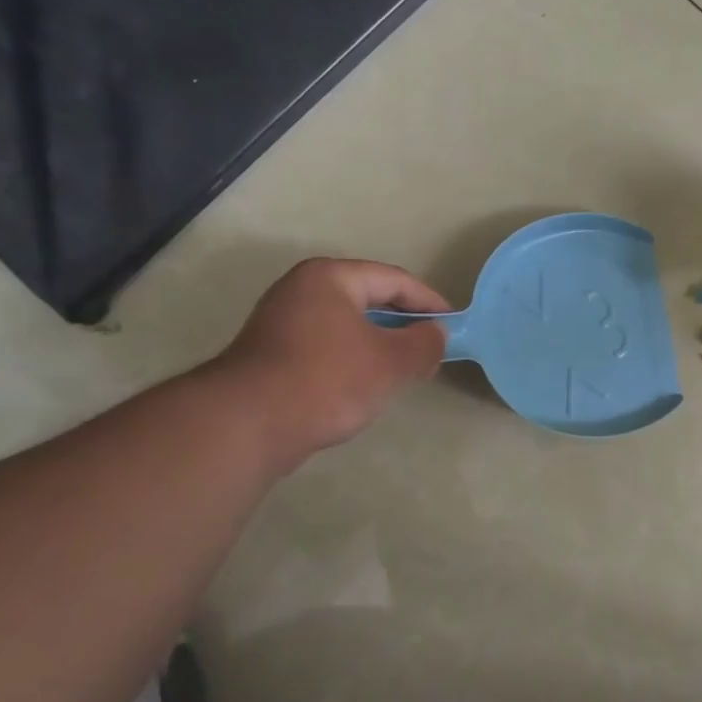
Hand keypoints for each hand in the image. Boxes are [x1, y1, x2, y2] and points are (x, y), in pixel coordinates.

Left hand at [211, 258, 450, 467]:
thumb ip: (424, 344)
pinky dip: (352, 359)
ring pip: (347, 325)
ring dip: (379, 344)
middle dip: (404, 324)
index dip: (429, 302)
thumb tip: (436, 335)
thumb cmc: (327, 379)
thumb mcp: (391, 361)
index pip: (394, 280)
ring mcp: (281, 321)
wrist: (247, 424)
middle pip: (368, 299)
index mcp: (330, 277)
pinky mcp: (271, 354)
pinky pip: (327, 346)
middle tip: (432, 348)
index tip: (454, 325)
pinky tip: (365, 386)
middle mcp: (302, 290)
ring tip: (404, 370)